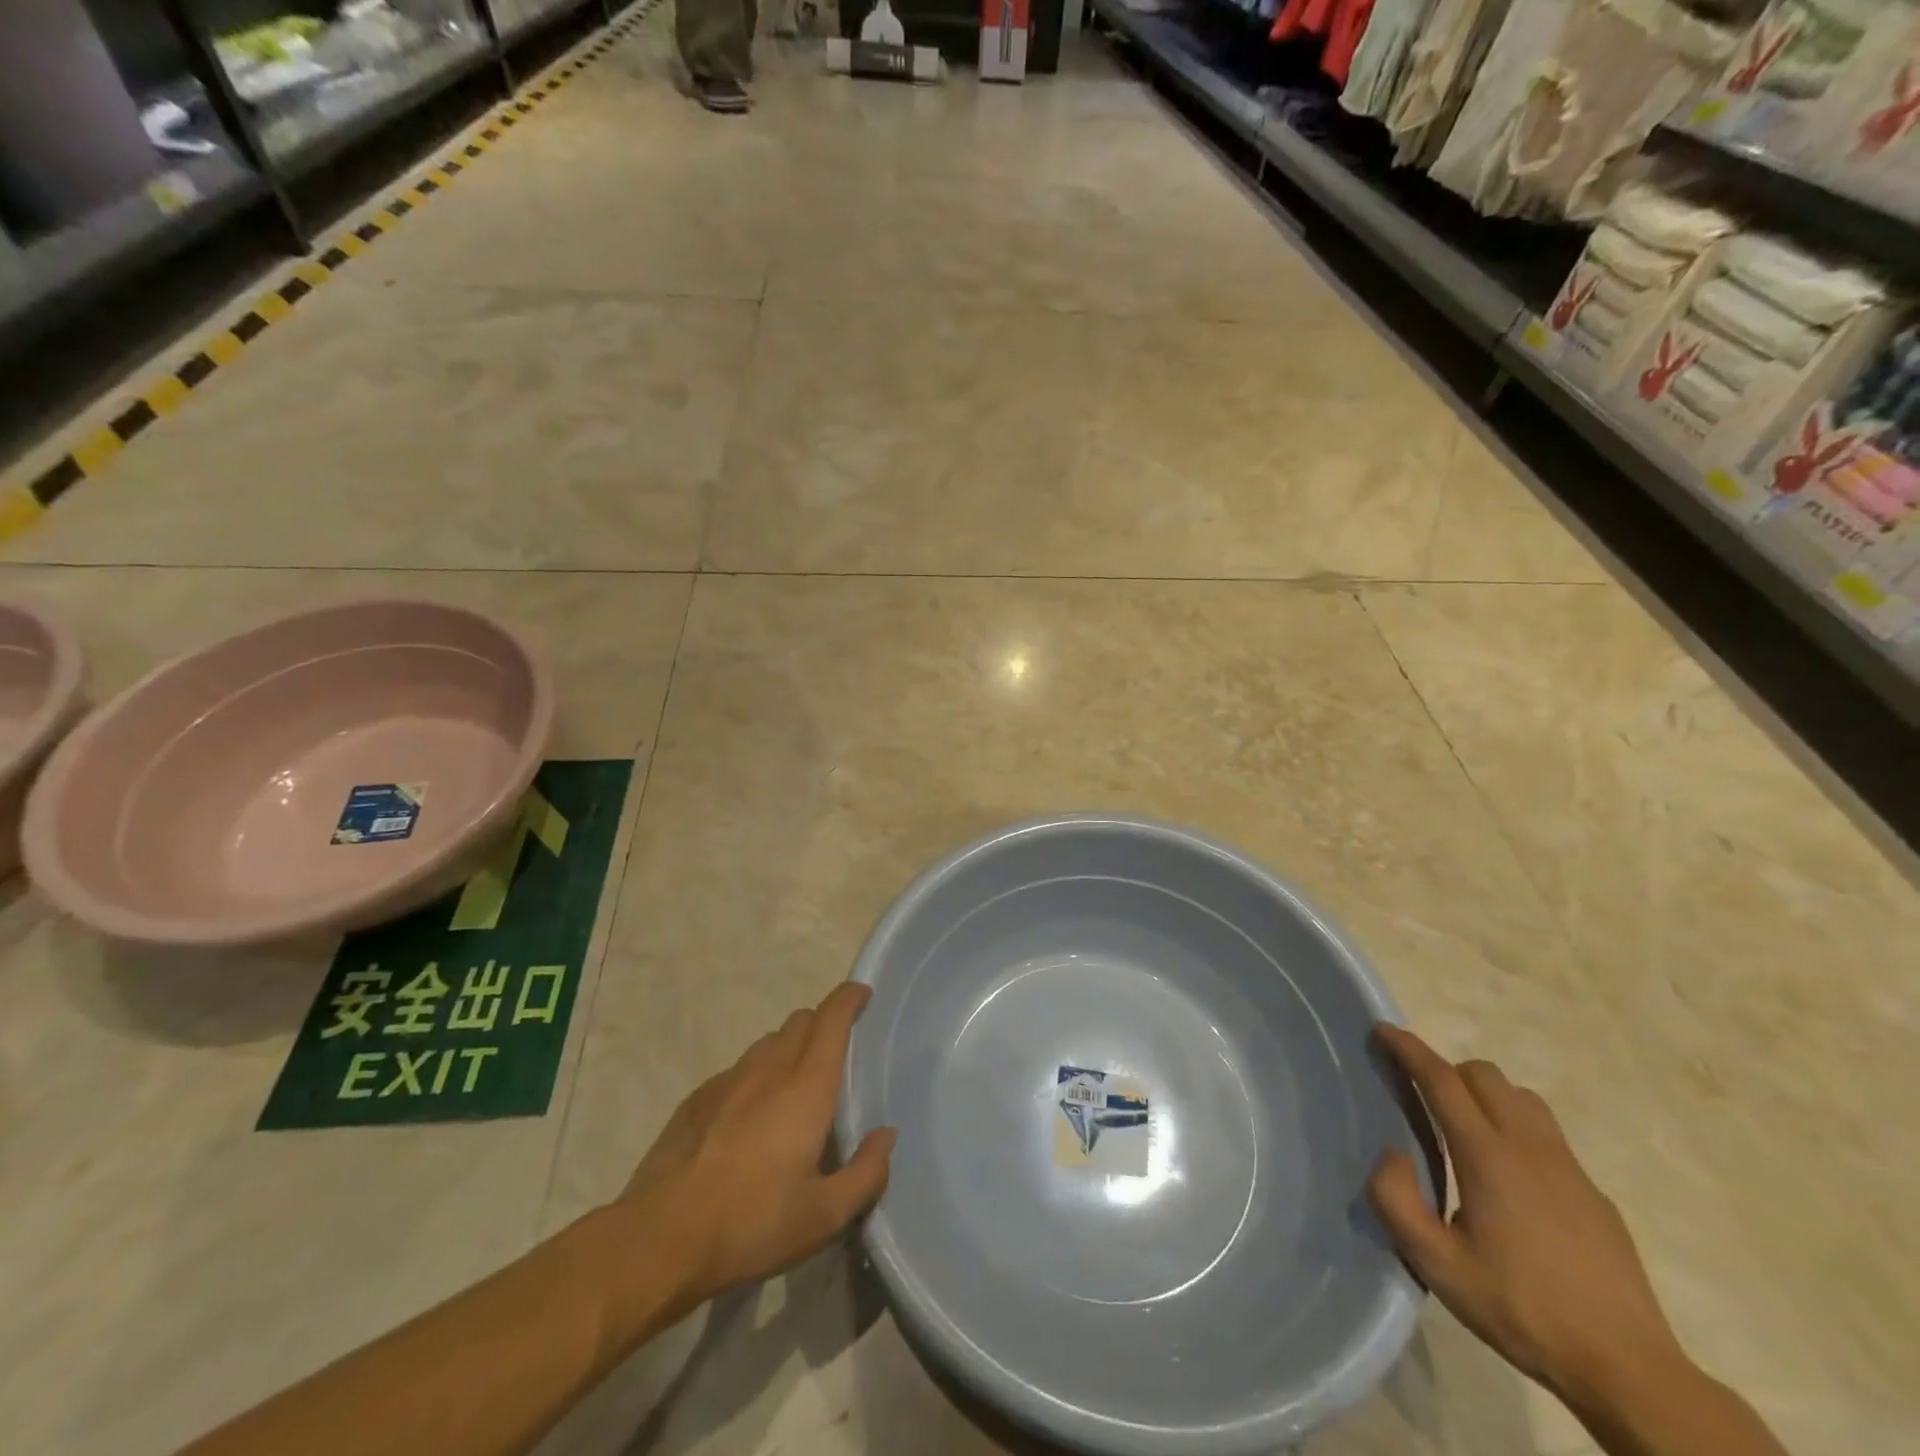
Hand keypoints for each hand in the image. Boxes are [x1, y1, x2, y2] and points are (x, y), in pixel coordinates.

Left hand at [613, 982, 897, 1307]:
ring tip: (794, 1087)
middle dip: (823, 1023)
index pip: (832, 1018)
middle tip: (837, 1053)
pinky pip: (738, 1070)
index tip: (863, 994)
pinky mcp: (697, 1099)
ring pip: (768, 1043)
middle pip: (800, 1021)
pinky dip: (756, 1077)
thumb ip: (866, 1173)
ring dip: (789, 1049)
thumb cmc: (751, 1225)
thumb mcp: (823, 1217)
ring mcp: (728, 1080)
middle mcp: (769, 1070)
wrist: (659, 1240)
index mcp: (806, 1087)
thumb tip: (886, 1136)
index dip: (850, 998)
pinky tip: (750, 1117)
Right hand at [1366, 1024, 1684, 1405]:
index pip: (1442, 1080)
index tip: (1383, 1029)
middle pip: (1484, 1075)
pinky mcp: (1594, 1194)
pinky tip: (1511, 1178)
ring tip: (1466, 1127)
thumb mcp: (1437, 1265)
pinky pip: (1548, 1134)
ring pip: (1522, 1097)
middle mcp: (1530, 1147)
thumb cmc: (1522, 1310)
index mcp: (1488, 1156)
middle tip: (1421, 1094)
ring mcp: (1569, 1169)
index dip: (1409, 1049)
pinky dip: (1517, 1127)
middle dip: (1447, 1070)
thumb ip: (1396, 1200)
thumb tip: (1393, 1154)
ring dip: (1486, 1094)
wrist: (1629, 1370)